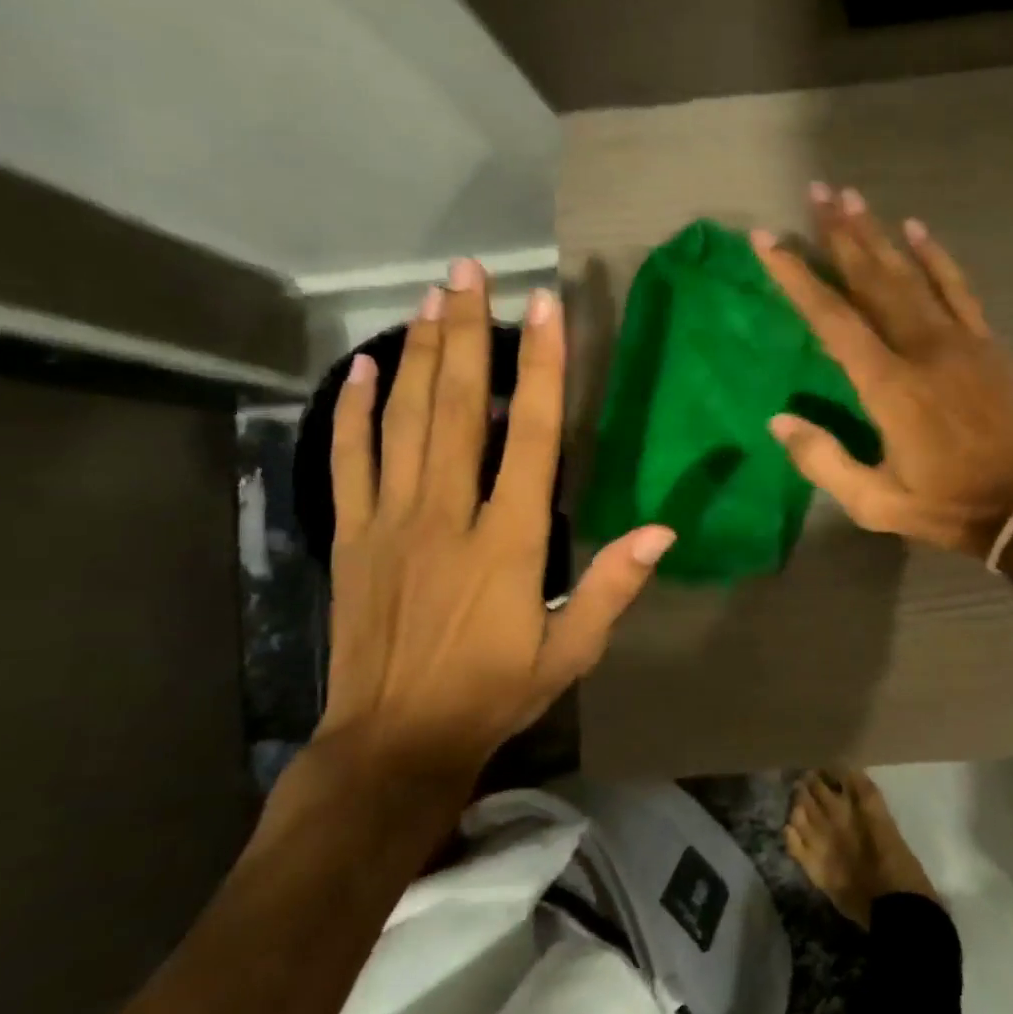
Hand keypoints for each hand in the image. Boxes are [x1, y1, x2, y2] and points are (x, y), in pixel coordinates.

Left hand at [317, 260, 673, 788]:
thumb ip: (612, 587)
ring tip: (431, 296)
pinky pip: (348, 460)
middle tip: (470, 272)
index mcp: (508, 541)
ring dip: (419, 353)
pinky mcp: (350, 537)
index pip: (529, 436)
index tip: (545, 309)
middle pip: (456, 408)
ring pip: (404, 421)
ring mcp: (390, 521)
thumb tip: (664, 530)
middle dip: (468, 334)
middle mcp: (446, 515)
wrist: (393, 742)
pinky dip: (354, 411)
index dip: (539, 368)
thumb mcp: (570, 652)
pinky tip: (363, 368)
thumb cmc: (493, 693)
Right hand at [753, 184, 1012, 557]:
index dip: (797, 278)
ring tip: (853, 198)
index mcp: (888, 386)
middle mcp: (921, 349)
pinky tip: (918, 229)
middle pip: (872, 280)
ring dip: (879, 235)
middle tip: (816, 191)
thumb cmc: (949, 506)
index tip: (768, 241)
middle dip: (841, 235)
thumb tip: (779, 421)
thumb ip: (824, 461)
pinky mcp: (988, 344)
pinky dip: (937, 257)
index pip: (832, 320)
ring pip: (912, 275)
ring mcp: (960, 341)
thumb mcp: (876, 503)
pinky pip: (959, 288)